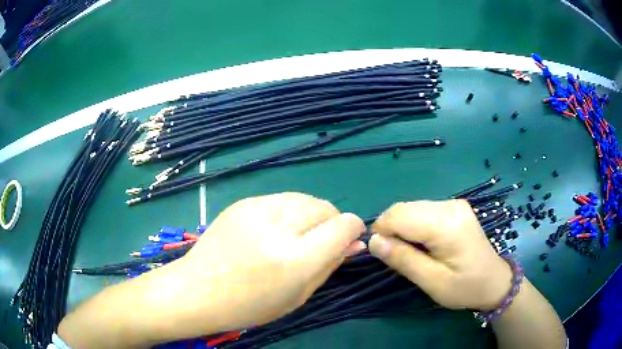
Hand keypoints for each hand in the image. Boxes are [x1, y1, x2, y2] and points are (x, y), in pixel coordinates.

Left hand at [180, 192, 365, 329]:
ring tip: (296, 236)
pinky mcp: (244, 202)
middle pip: (327, 208)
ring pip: (306, 199)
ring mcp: (258, 209)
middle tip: (317, 244)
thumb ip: (330, 265)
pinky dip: (289, 212)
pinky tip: (273, 230)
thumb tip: (355, 243)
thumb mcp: (298, 295)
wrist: (198, 289)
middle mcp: (280, 227)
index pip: (344, 225)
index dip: (352, 231)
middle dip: (332, 223)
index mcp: (296, 258)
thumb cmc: (250, 305)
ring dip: (311, 216)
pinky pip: (282, 199)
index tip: (347, 241)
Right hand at [368, 200, 511, 310]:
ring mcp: (454, 204)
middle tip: (394, 255)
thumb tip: (373, 242)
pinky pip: (423, 210)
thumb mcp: (432, 282)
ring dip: (401, 227)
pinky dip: (413, 224)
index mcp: (446, 225)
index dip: (382, 232)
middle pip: (404, 208)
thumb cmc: (465, 288)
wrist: (494, 281)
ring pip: (412, 207)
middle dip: (390, 229)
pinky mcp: (455, 207)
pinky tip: (421, 242)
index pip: (399, 216)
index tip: (380, 253)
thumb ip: (403, 260)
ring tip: (409, 251)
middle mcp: (450, 206)